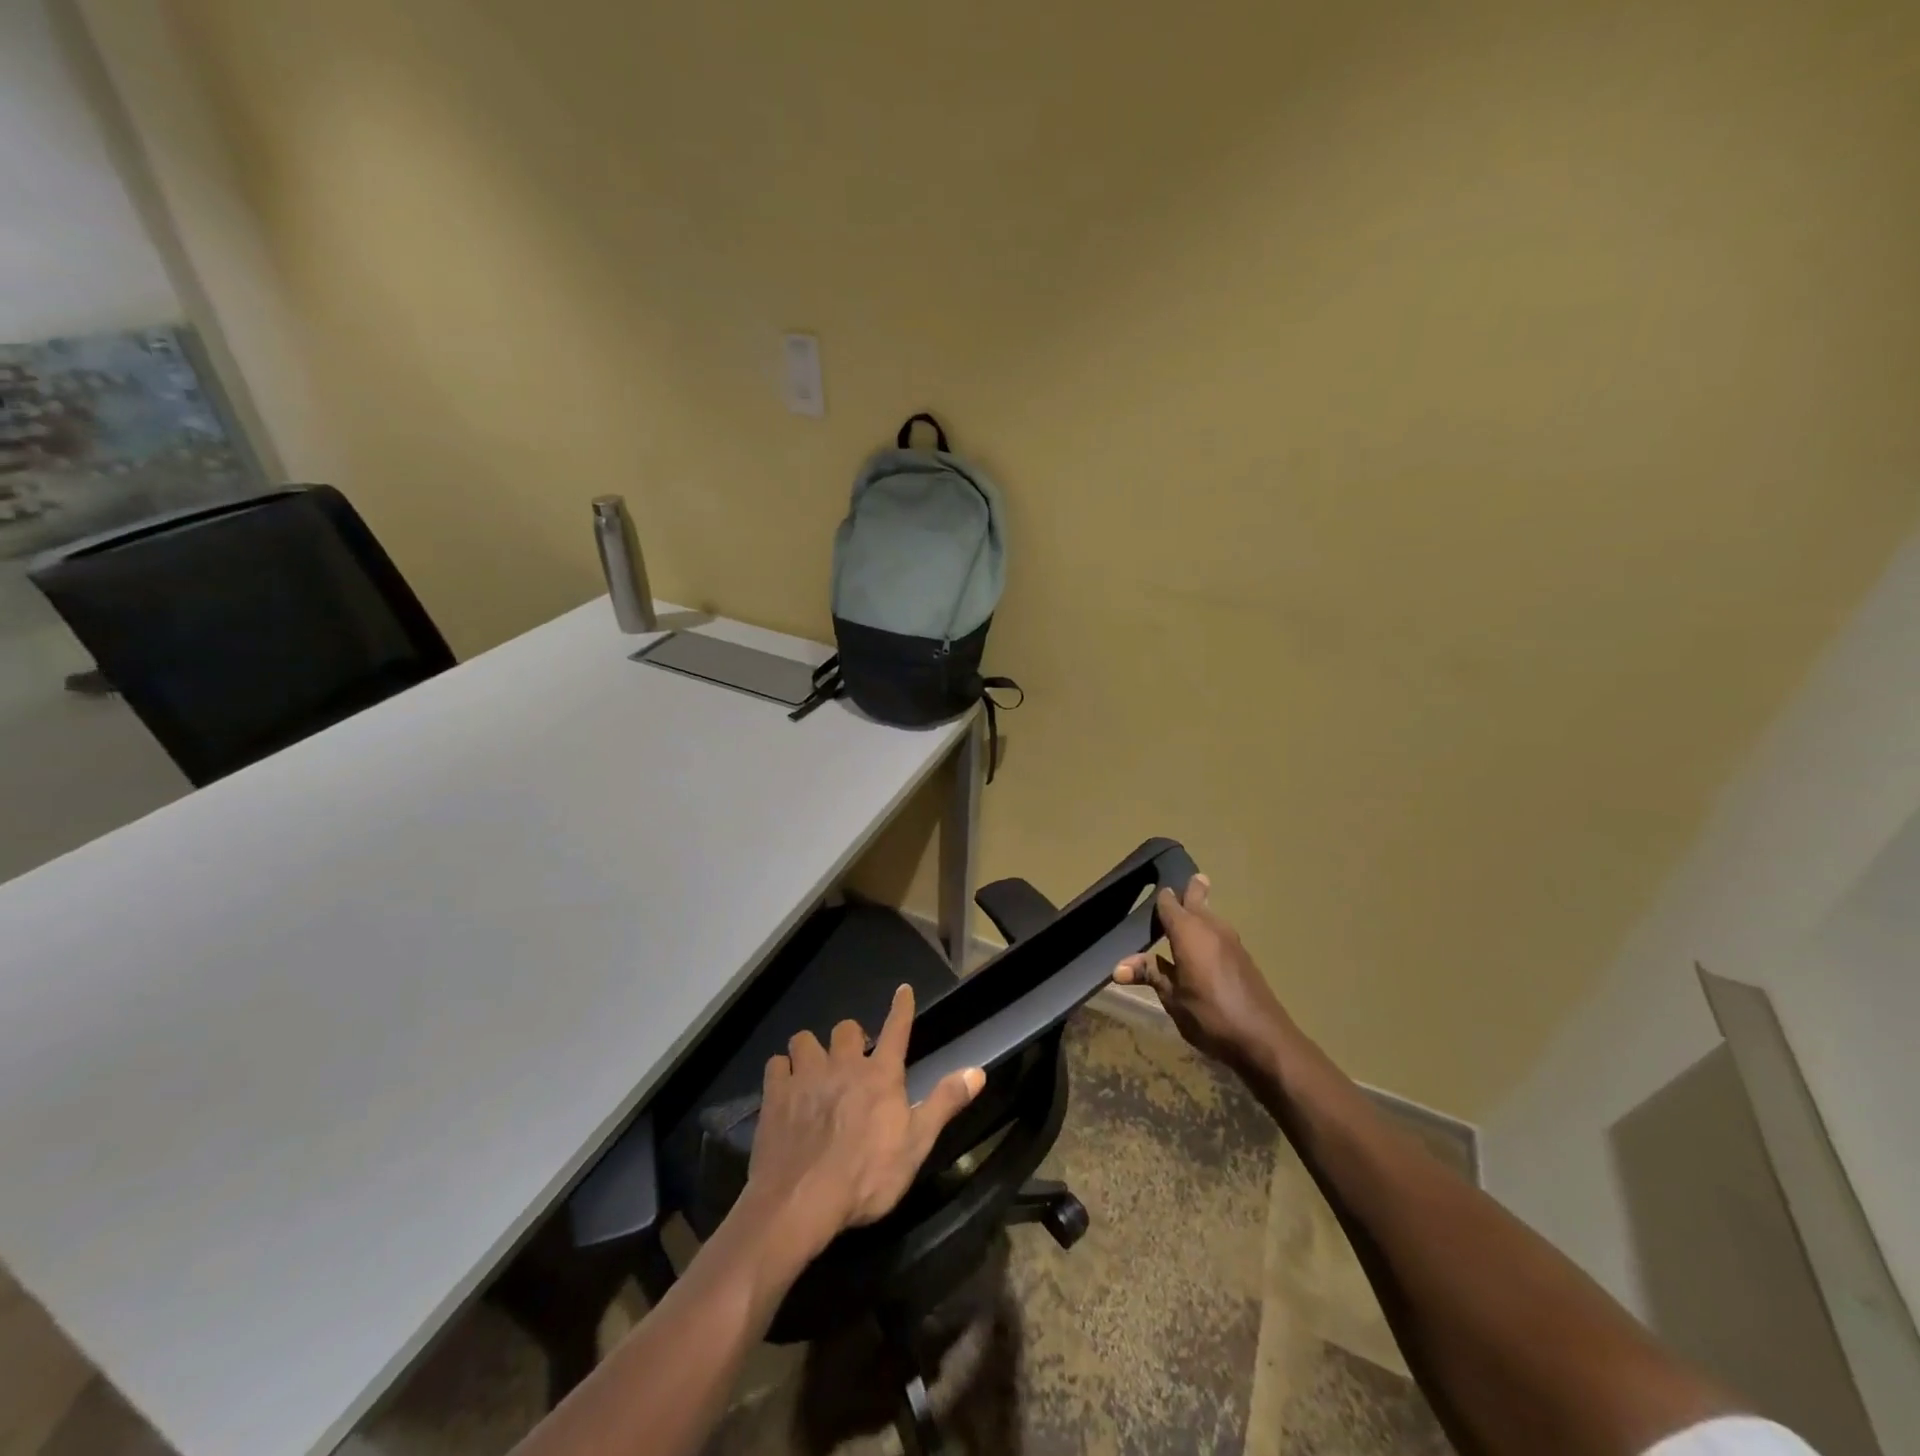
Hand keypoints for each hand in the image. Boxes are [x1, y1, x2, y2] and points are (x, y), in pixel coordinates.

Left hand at [744, 984, 984, 1264]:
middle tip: (852, 1060)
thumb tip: (977, 1070)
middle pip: (846, 1028)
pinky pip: (776, 1064)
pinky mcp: (775, 1094)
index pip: (896, 1029)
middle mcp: (843, 1064)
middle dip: (850, 1038)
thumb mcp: (916, 1144)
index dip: (901, 1008)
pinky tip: (784, 1088)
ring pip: (805, 1039)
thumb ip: (945, 1102)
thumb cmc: (867, 1176)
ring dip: (811, 1051)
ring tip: (814, 1070)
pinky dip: (782, 1072)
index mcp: (880, 1075)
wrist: (801, 1200)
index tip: (903, 989)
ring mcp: (806, 1076)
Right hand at [1114, 875, 1292, 1073]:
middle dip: (1191, 890)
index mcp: (1189, 932)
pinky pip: (1220, 934)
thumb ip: (1149, 974)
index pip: (1169, 903)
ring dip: (1201, 912)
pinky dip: (1209, 932)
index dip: (1161, 898)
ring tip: (1188, 912)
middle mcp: (1211, 928)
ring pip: (1212, 916)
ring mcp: (1232, 942)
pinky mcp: (1243, 958)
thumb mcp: (1172, 998)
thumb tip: (1118, 967)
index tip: (1153, 890)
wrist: (1264, 1040)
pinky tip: (1203, 948)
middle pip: (1198, 900)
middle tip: (1186, 879)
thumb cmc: (1210, 1016)